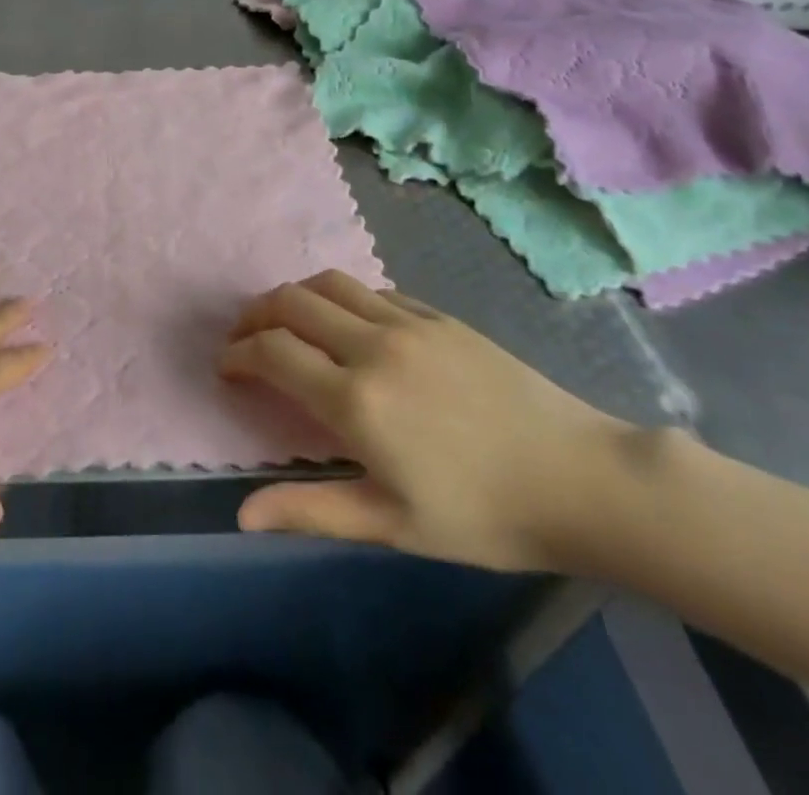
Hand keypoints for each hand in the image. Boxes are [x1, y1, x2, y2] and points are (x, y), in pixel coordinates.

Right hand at [220, 269, 625, 571]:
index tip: (226, 367)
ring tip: (286, 320)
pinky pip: (373, 291)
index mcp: (355, 398)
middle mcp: (372, 345)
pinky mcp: (438, 316)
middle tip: (244, 337)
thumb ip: (312, 510)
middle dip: (255, 315)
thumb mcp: (392, 525)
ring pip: (329, 284)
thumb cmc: (483, 515)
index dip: (238, 354)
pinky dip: (343, 299)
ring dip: (295, 296)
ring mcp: (408, 323)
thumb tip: (241, 515)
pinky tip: (349, 324)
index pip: (272, 352)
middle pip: (291, 303)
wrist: (581, 480)